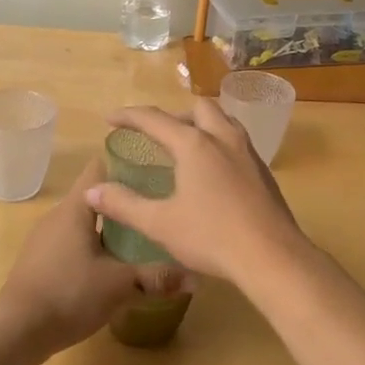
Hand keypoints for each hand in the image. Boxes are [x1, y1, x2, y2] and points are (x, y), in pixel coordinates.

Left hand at [0, 158, 183, 359]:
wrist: (14, 331)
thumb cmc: (68, 293)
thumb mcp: (119, 285)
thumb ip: (157, 277)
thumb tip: (196, 276)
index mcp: (76, 207)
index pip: (100, 166)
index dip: (126, 163)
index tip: (155, 168)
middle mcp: (59, 215)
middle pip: (95, 196)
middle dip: (125, 200)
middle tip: (157, 207)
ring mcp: (46, 239)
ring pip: (85, 223)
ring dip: (110, 228)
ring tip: (142, 237)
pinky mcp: (41, 263)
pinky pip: (73, 244)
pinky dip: (94, 248)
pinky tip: (112, 267)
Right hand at [85, 101, 307, 286]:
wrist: (272, 256)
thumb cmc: (212, 237)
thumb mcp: (160, 224)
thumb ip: (124, 204)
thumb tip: (92, 191)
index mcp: (194, 144)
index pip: (155, 119)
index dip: (129, 116)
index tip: (110, 118)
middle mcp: (222, 138)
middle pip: (197, 108)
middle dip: (173, 115)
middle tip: (156, 135)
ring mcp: (247, 152)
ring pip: (223, 120)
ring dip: (201, 123)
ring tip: (186, 145)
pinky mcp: (263, 170)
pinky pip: (237, 140)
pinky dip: (219, 141)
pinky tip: (214, 170)